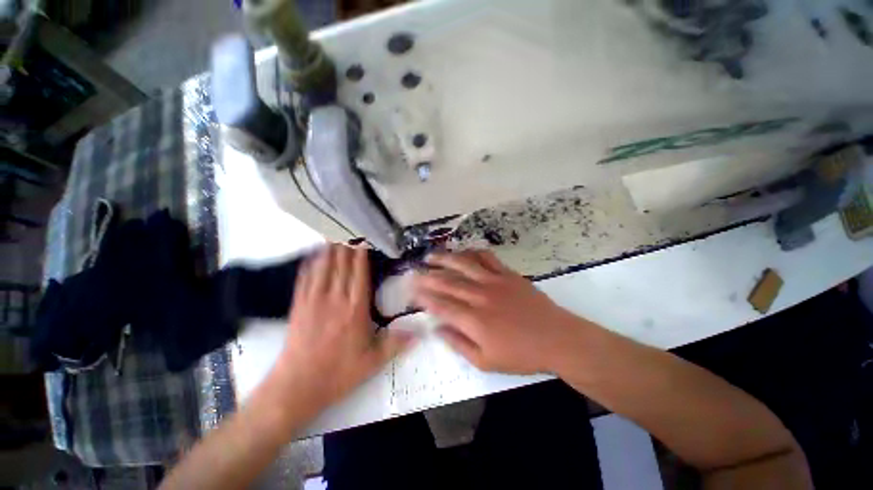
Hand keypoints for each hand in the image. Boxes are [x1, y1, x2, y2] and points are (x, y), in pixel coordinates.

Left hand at [268, 244, 413, 415]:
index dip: (360, 253)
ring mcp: (314, 300)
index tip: (363, 238)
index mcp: (355, 308)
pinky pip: (305, 278)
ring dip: (330, 248)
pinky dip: (311, 263)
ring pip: (324, 267)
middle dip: (346, 244)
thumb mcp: (373, 362)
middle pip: (342, 264)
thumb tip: (421, 334)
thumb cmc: (338, 373)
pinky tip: (313, 253)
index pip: (359, 272)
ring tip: (334, 232)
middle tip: (350, 227)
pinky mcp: (299, 306)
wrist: (297, 387)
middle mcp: (335, 298)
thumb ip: (397, 344)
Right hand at [413, 250, 581, 373]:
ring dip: (444, 259)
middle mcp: (480, 296)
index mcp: (474, 320)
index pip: (441, 305)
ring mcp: (494, 281)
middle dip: (427, 276)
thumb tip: (437, 329)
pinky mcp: (507, 274)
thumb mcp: (486, 361)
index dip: (423, 297)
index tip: (411, 291)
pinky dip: (472, 252)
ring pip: (463, 265)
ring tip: (430, 256)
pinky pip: (487, 258)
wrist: (557, 338)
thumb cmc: (521, 354)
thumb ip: (458, 343)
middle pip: (447, 282)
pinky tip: (463, 251)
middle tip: (413, 272)